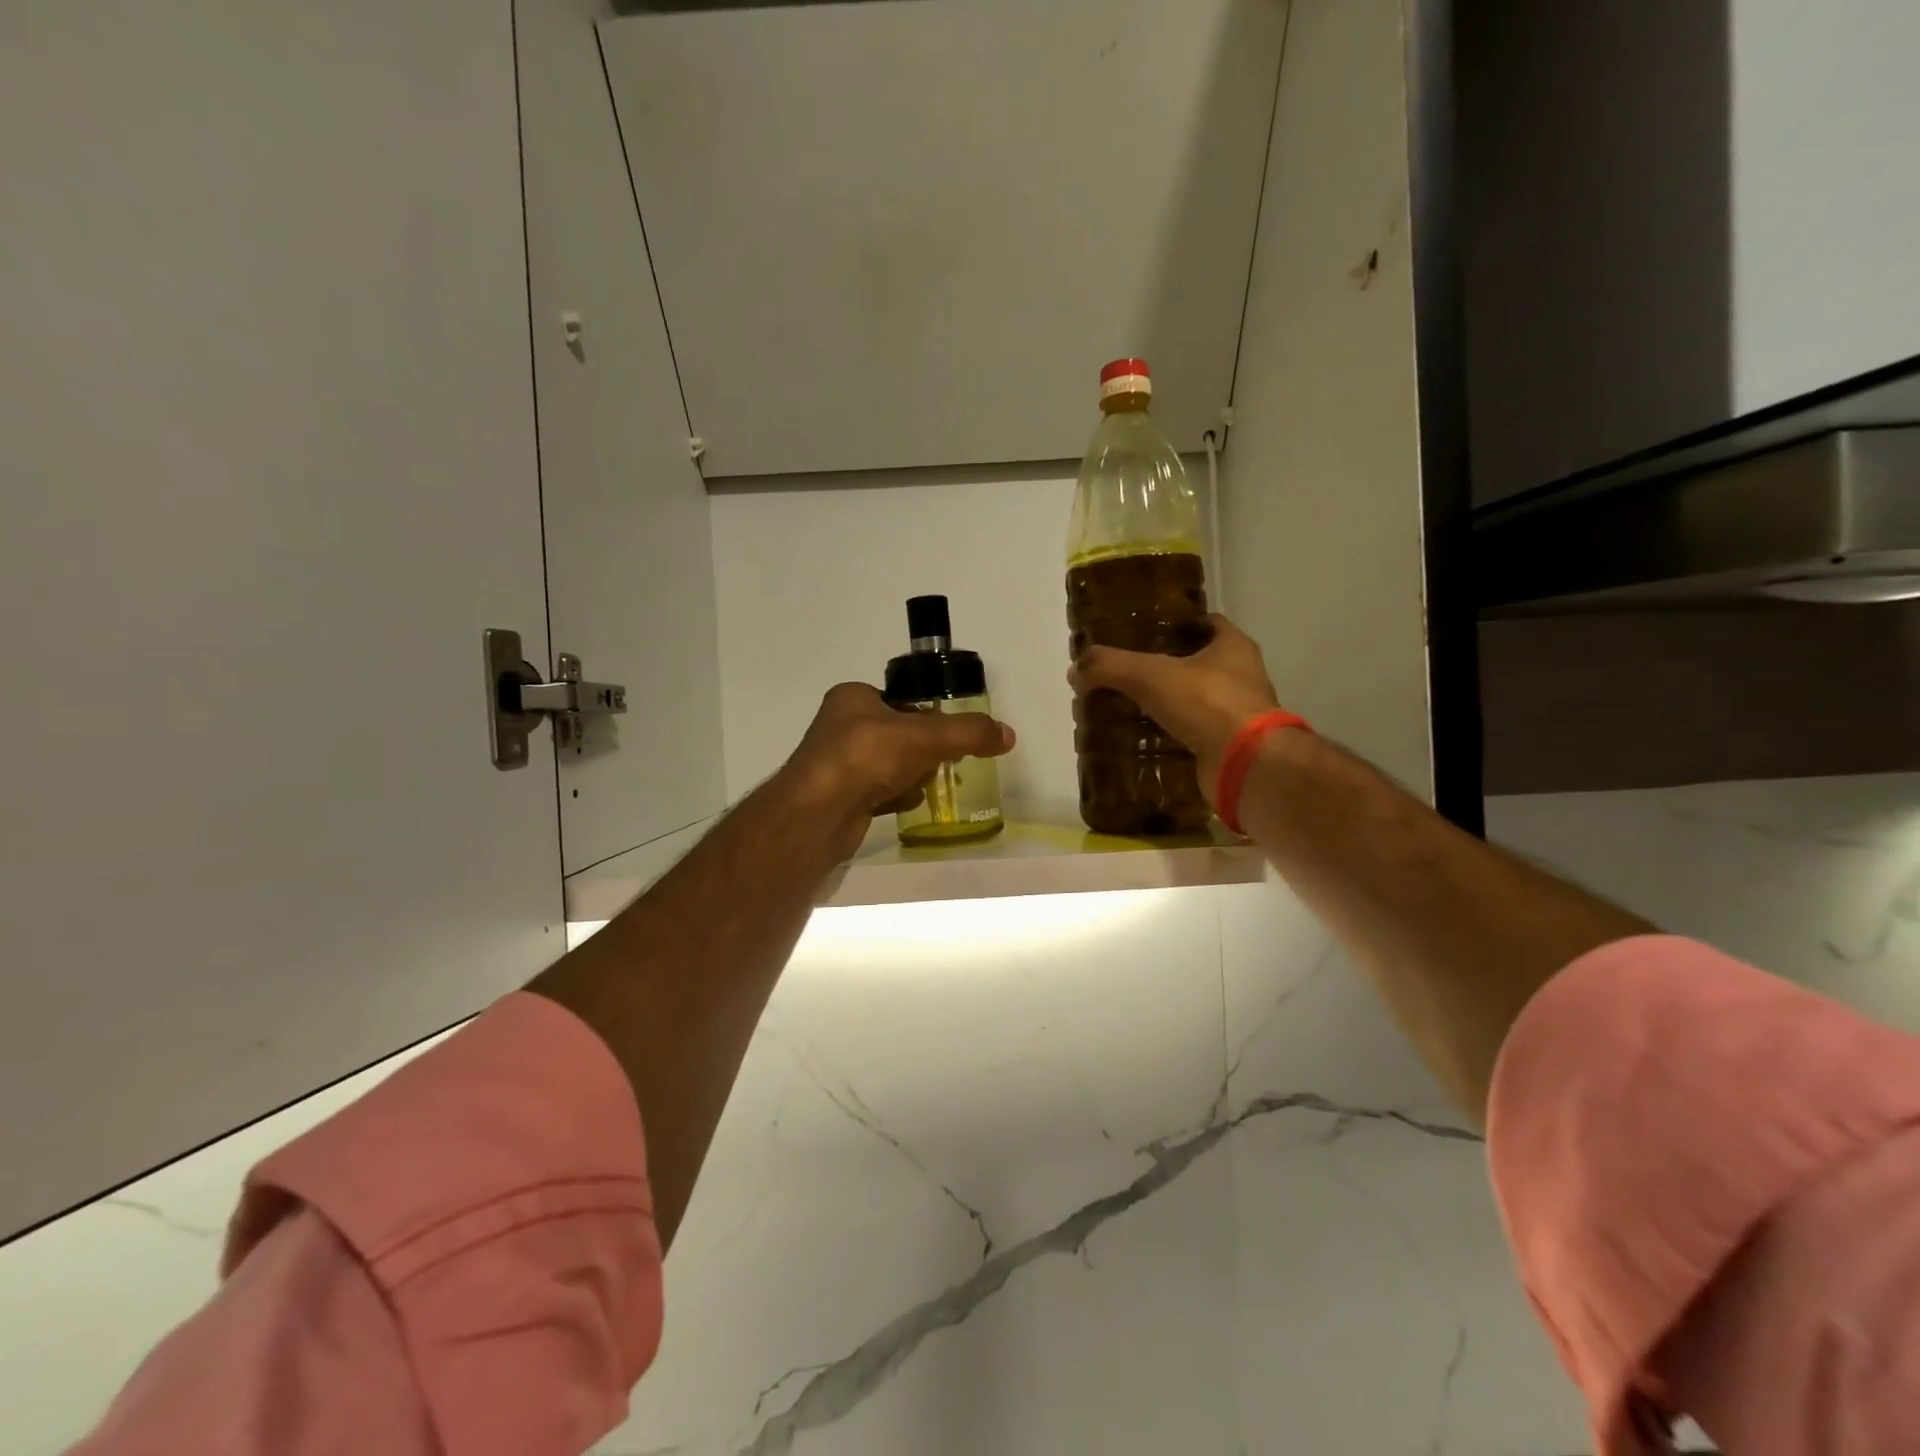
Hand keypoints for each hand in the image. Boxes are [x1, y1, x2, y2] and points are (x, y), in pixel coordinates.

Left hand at [780, 683, 1014, 860]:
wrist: (818, 815)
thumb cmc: (867, 757)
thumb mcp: (926, 736)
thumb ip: (968, 733)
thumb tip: (1008, 735)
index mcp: (852, 698)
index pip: (901, 700)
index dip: (927, 715)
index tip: (949, 734)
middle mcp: (840, 727)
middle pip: (897, 734)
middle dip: (923, 750)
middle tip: (946, 761)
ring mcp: (837, 765)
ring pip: (889, 765)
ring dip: (912, 775)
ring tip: (929, 785)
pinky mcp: (839, 798)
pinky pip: (878, 792)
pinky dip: (896, 797)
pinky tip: (910, 804)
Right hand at [1069, 614, 1280, 798]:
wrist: (1245, 765)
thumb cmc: (1207, 704)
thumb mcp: (1149, 675)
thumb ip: (1108, 666)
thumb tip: (1075, 670)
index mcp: (1232, 646)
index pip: (1203, 623)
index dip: (1172, 624)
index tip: (1140, 632)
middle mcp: (1240, 676)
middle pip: (1195, 663)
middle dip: (1160, 668)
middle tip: (1122, 673)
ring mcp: (1236, 714)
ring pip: (1192, 701)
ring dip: (1163, 704)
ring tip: (1123, 706)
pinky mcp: (1226, 747)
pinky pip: (1190, 735)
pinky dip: (1167, 737)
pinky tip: (1139, 740)